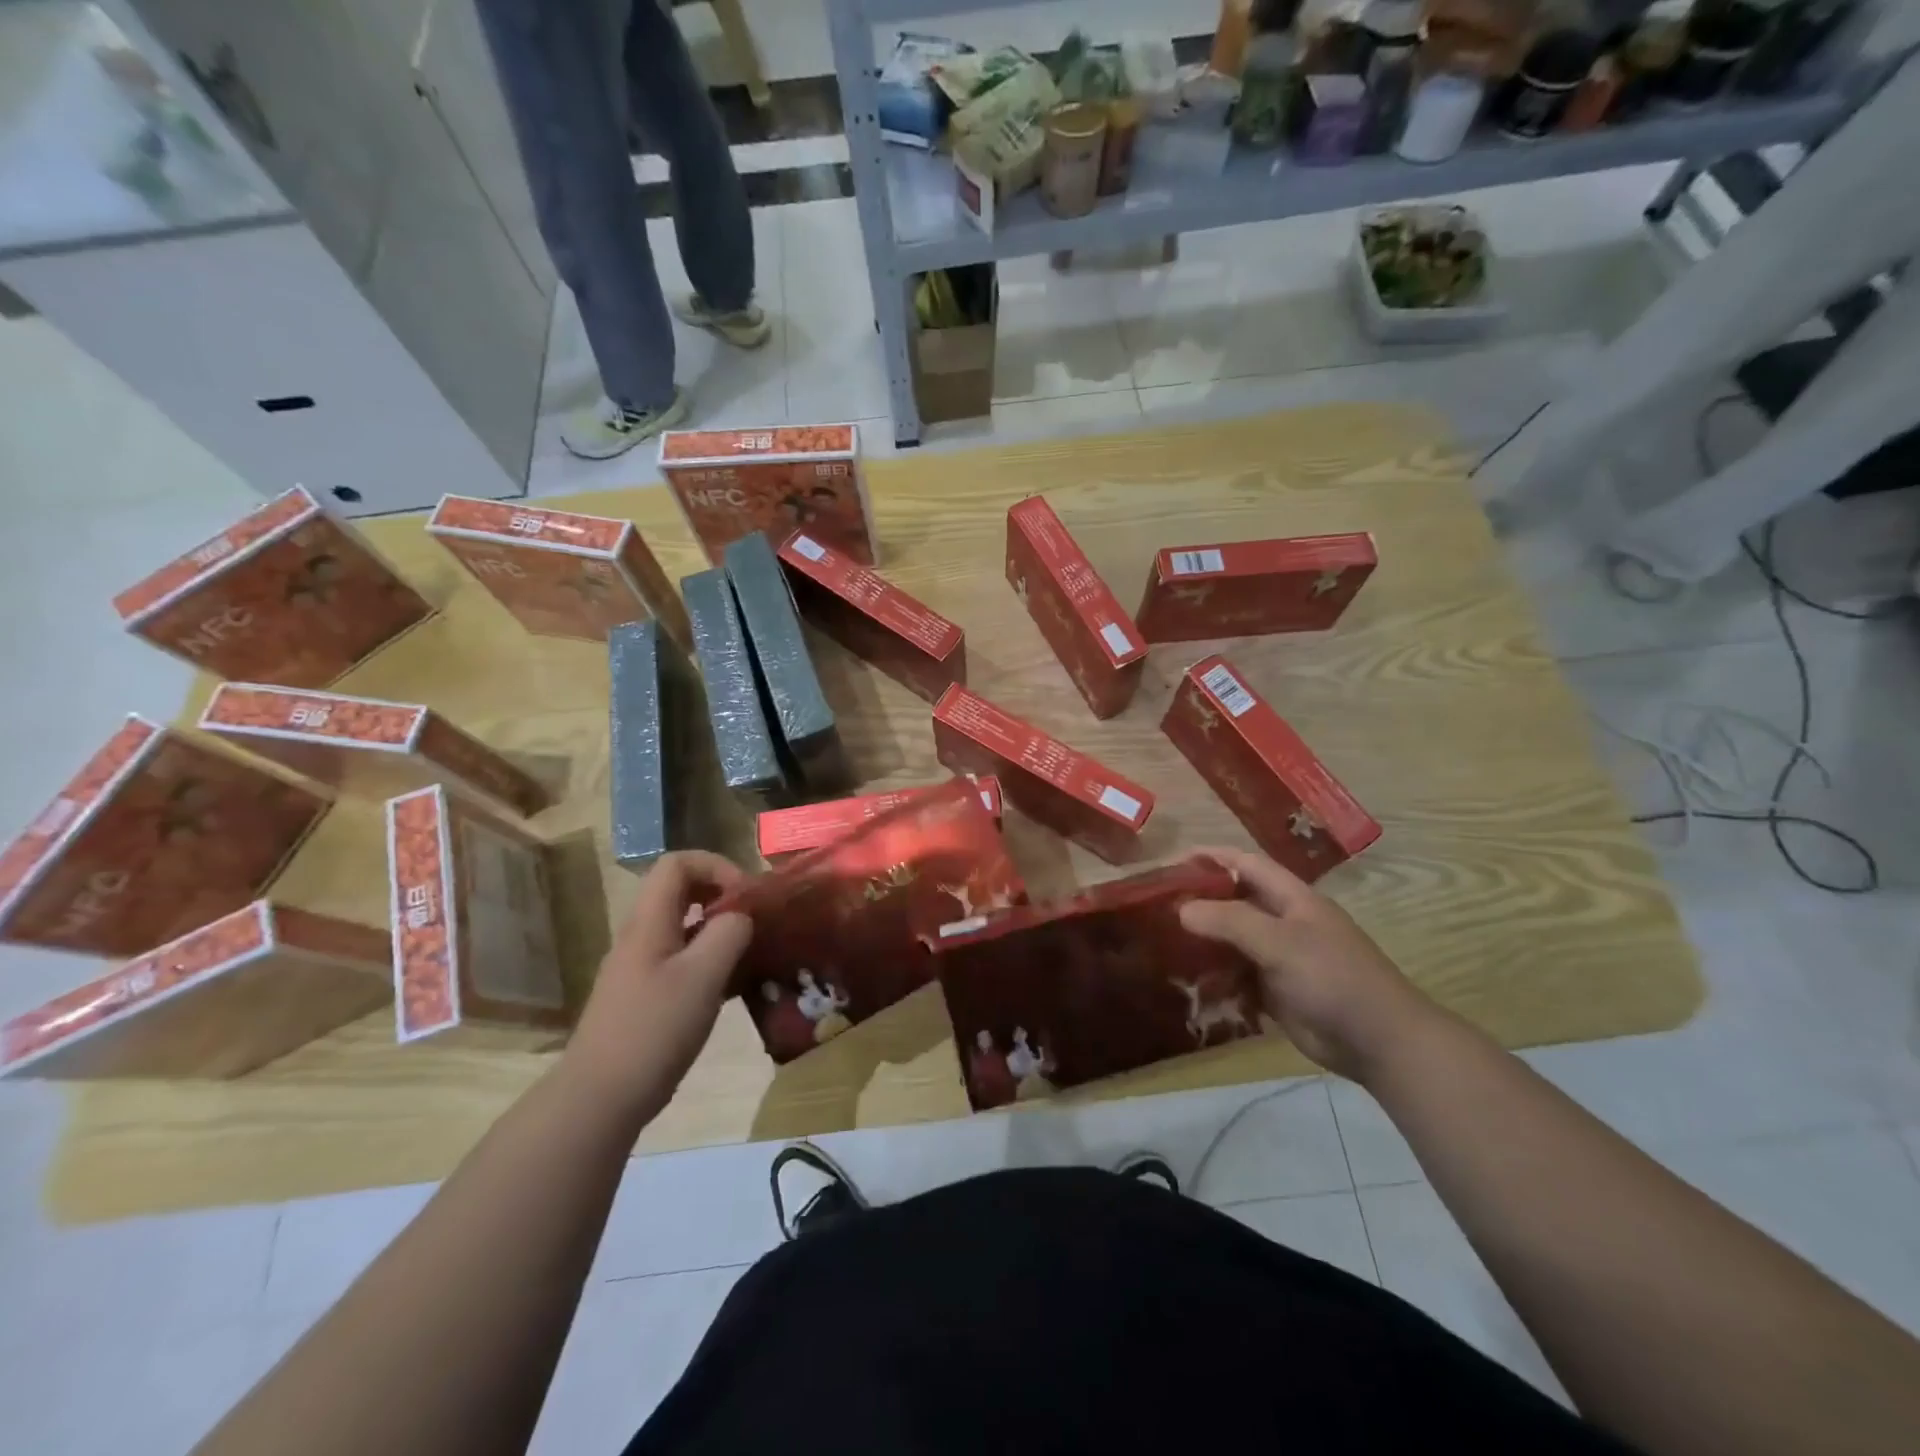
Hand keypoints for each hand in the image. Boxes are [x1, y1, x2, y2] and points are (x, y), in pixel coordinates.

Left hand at [562, 851, 753, 1122]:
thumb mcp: (703, 976)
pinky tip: (734, 987)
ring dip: (720, 930)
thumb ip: (729, 934)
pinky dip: (711, 961)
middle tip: (755, 918)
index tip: (747, 895)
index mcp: (649, 921)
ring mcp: (642, 968)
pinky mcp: (647, 997)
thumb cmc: (653, 1029)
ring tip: (753, 952)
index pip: (678, 863)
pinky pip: (683, 960)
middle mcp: (642, 936)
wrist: (600, 1098)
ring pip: (685, 927)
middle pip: (681, 891)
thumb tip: (742, 916)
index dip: (717, 866)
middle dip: (722, 895)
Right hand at [1179, 847, 1431, 1081]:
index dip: (1210, 857)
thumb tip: (1181, 909)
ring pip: (1230, 941)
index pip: (1244, 864)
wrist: (1379, 1042)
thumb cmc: (1333, 979)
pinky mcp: (1274, 991)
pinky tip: (1188, 985)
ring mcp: (1278, 958)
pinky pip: (1236, 976)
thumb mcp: (1281, 942)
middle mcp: (1282, 922)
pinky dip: (1214, 979)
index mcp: (1291, 898)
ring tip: (1162, 946)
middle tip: (1155, 908)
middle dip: (1197, 902)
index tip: (1171, 863)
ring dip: (1201, 944)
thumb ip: (1230, 921)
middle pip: (1232, 902)